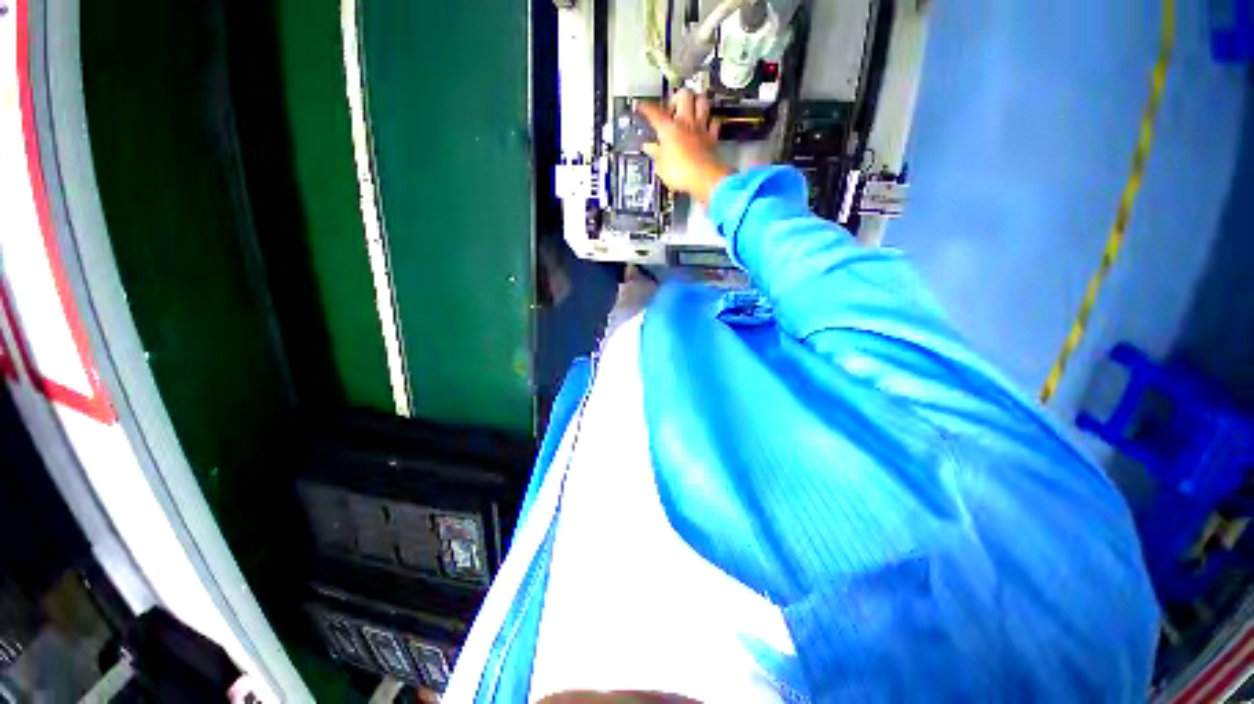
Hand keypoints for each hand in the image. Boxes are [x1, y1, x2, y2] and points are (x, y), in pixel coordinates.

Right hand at [637, 89, 732, 205]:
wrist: (704, 178)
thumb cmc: (680, 173)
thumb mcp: (661, 167)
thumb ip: (655, 154)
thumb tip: (649, 148)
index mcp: (668, 128)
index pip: (654, 113)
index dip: (647, 108)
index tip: (643, 107)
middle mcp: (685, 122)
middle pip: (683, 95)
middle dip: (677, 97)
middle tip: (673, 106)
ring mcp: (701, 128)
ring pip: (702, 101)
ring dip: (696, 101)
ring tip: (691, 107)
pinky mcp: (712, 137)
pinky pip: (714, 122)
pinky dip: (710, 121)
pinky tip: (707, 124)